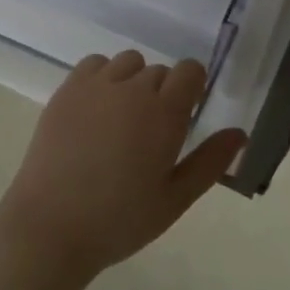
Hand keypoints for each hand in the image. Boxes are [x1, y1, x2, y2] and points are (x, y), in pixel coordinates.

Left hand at [0, 52, 247, 289]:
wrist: (50, 227)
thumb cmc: (120, 220)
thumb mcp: (175, 198)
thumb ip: (210, 161)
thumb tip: (239, 132)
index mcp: (165, 113)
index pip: (190, 71)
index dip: (193, 89)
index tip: (185, 118)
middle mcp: (132, 88)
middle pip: (160, 71)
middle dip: (163, 94)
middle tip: (151, 135)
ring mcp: (95, 86)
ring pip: (128, 62)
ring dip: (133, 82)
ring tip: (122, 121)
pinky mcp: (66, 91)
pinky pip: (94, 64)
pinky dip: (103, 77)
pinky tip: (97, 111)